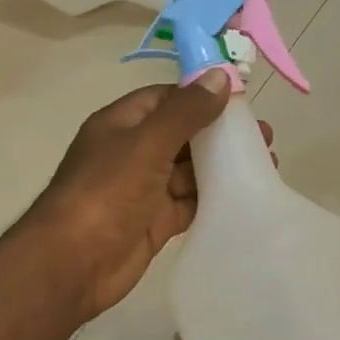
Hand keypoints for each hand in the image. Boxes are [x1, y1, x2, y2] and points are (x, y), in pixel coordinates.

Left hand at [22, 71, 269, 318]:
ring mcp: (143, 190)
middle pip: (182, 135)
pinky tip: (245, 195)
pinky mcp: (154, 222)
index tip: (243, 100)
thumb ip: (185, 112)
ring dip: (222, 168)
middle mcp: (132, 153)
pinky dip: (212, 199)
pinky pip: (188, 204)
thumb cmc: (106, 192)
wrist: (73, 263)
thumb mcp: (146, 143)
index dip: (202, 96)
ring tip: (266, 164)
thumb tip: (220, 77)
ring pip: (188, 171)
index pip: (166, 99)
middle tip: (265, 137)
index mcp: (121, 124)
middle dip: (220, 134)